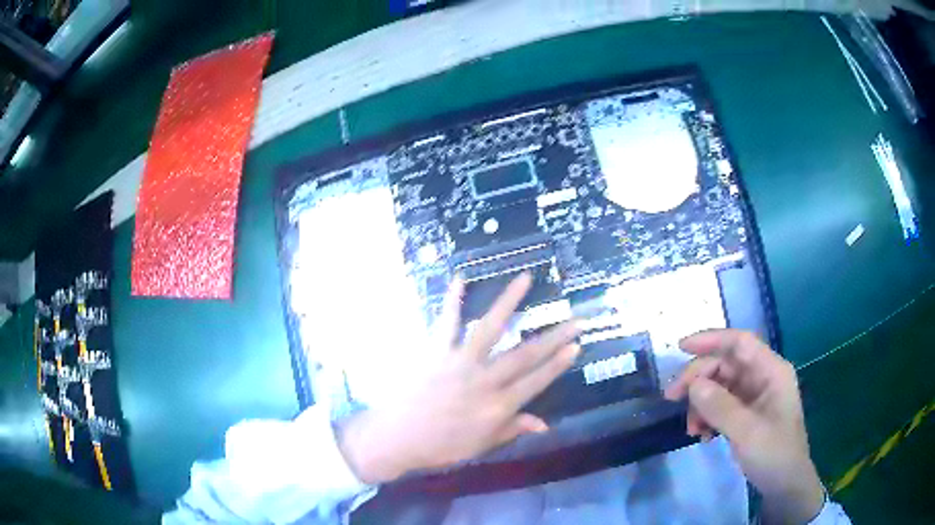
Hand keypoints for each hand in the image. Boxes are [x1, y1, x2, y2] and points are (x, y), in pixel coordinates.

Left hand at [338, 273, 579, 483]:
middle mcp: (484, 380)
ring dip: (509, 301)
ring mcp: (460, 362)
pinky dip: (452, 301)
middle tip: (575, 318)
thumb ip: (512, 430)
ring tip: (526, 278)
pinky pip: (447, 323)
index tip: (576, 345)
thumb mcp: (481, 446)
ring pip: (490, 328)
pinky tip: (459, 279)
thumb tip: (545, 424)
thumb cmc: (441, 446)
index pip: (536, 381)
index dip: (558, 364)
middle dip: (554, 336)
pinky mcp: (436, 352)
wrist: (398, 437)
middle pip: (525, 355)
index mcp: (497, 406)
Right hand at [664, 329, 823, 524]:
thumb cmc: (774, 454)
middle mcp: (762, 377)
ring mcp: (754, 396)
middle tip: (672, 398)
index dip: (711, 340)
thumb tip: (693, 385)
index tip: (680, 348)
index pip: (740, 343)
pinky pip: (721, 406)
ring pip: (719, 386)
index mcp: (771, 371)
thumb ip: (720, 407)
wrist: (785, 485)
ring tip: (692, 430)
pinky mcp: (747, 414)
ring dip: (701, 404)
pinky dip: (707, 417)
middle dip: (698, 380)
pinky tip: (703, 436)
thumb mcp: (747, 432)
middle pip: (725, 365)